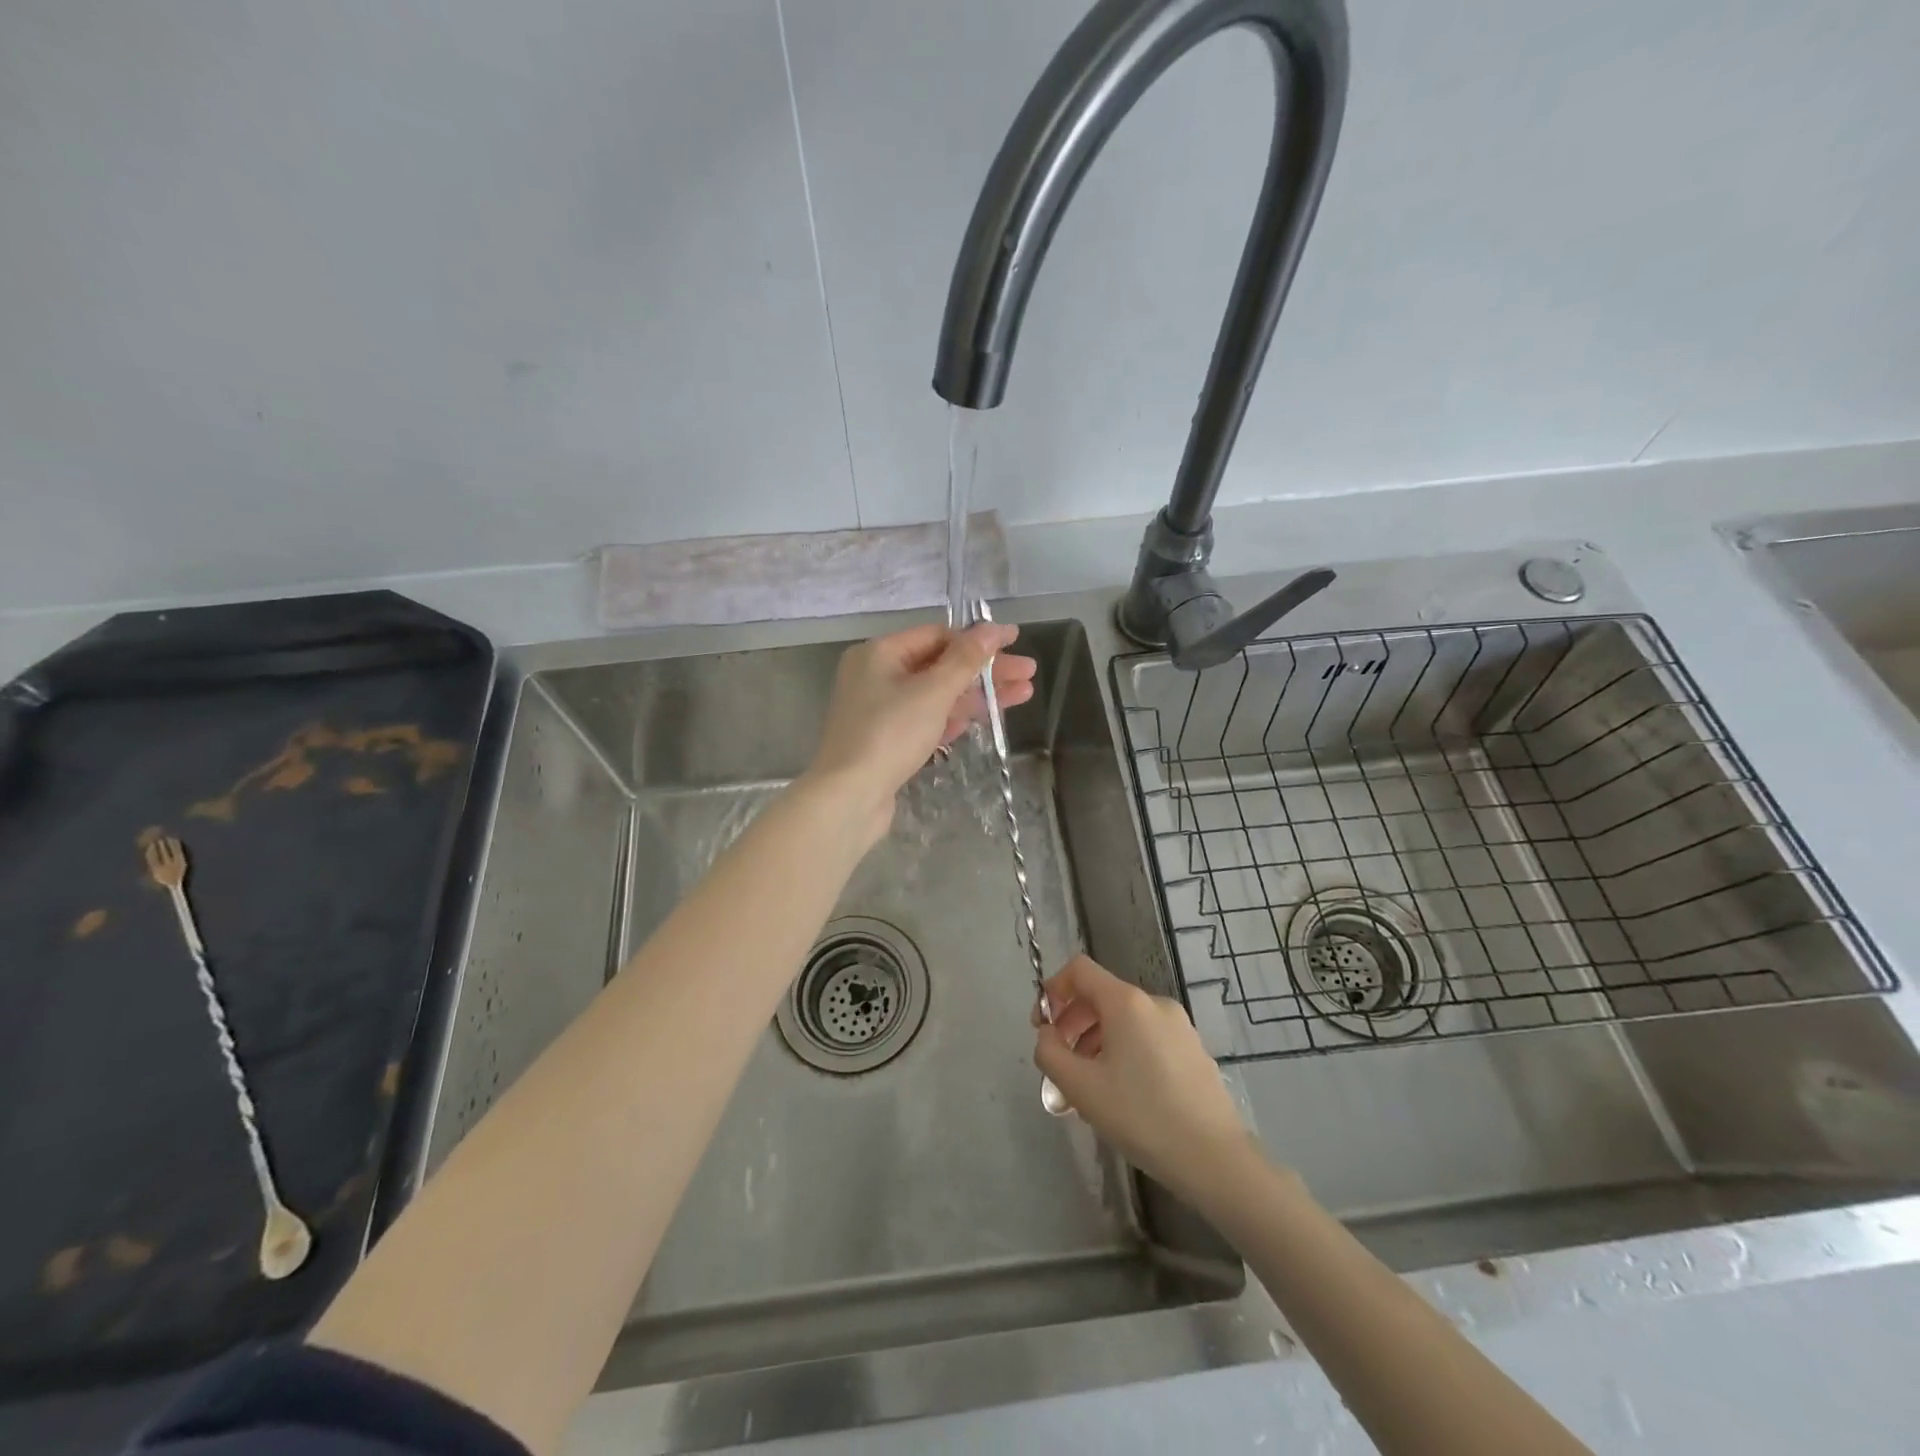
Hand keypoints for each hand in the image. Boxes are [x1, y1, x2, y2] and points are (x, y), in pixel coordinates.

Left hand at [803, 622, 1036, 842]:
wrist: (849, 797)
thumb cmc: (889, 734)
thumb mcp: (932, 692)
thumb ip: (966, 660)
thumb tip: (993, 629)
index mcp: (879, 653)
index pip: (936, 635)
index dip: (978, 638)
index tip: (1014, 642)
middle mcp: (875, 675)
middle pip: (939, 665)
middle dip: (984, 670)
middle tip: (1028, 674)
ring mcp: (879, 710)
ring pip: (935, 694)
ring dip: (976, 694)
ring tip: (1021, 696)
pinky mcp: (886, 740)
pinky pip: (925, 719)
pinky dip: (953, 717)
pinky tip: (985, 720)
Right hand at [1034, 955, 1257, 1202]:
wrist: (1214, 1158)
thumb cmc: (1141, 1116)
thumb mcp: (1080, 1087)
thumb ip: (1049, 1053)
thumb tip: (1047, 1035)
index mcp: (1126, 1002)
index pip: (1080, 969)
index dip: (1053, 989)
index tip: (1042, 1026)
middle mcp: (1154, 1003)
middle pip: (1101, 995)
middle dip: (1072, 1022)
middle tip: (1060, 1060)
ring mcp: (1179, 1026)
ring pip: (1124, 1020)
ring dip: (1095, 1040)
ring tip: (1087, 1085)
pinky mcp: (1193, 1050)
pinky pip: (1146, 1037)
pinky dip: (1123, 1051)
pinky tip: (1122, 1094)